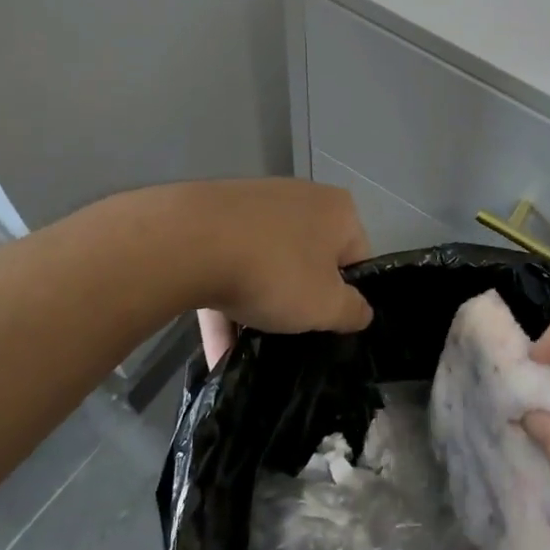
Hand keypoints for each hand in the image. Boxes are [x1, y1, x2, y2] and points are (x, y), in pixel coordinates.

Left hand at [174, 180, 372, 353]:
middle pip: (308, 260)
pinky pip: (228, 267)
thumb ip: (353, 311)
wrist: (189, 241)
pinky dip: (225, 305)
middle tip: (290, 335)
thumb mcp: (325, 306)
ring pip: (265, 266)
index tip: (328, 326)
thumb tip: (361, 311)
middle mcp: (301, 198)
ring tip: (246, 352)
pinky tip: (216, 350)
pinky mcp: (213, 218)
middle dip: (298, 300)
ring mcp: (254, 205)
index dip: (346, 297)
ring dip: (257, 309)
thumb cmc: (275, 271)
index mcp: (338, 211)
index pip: (356, 259)